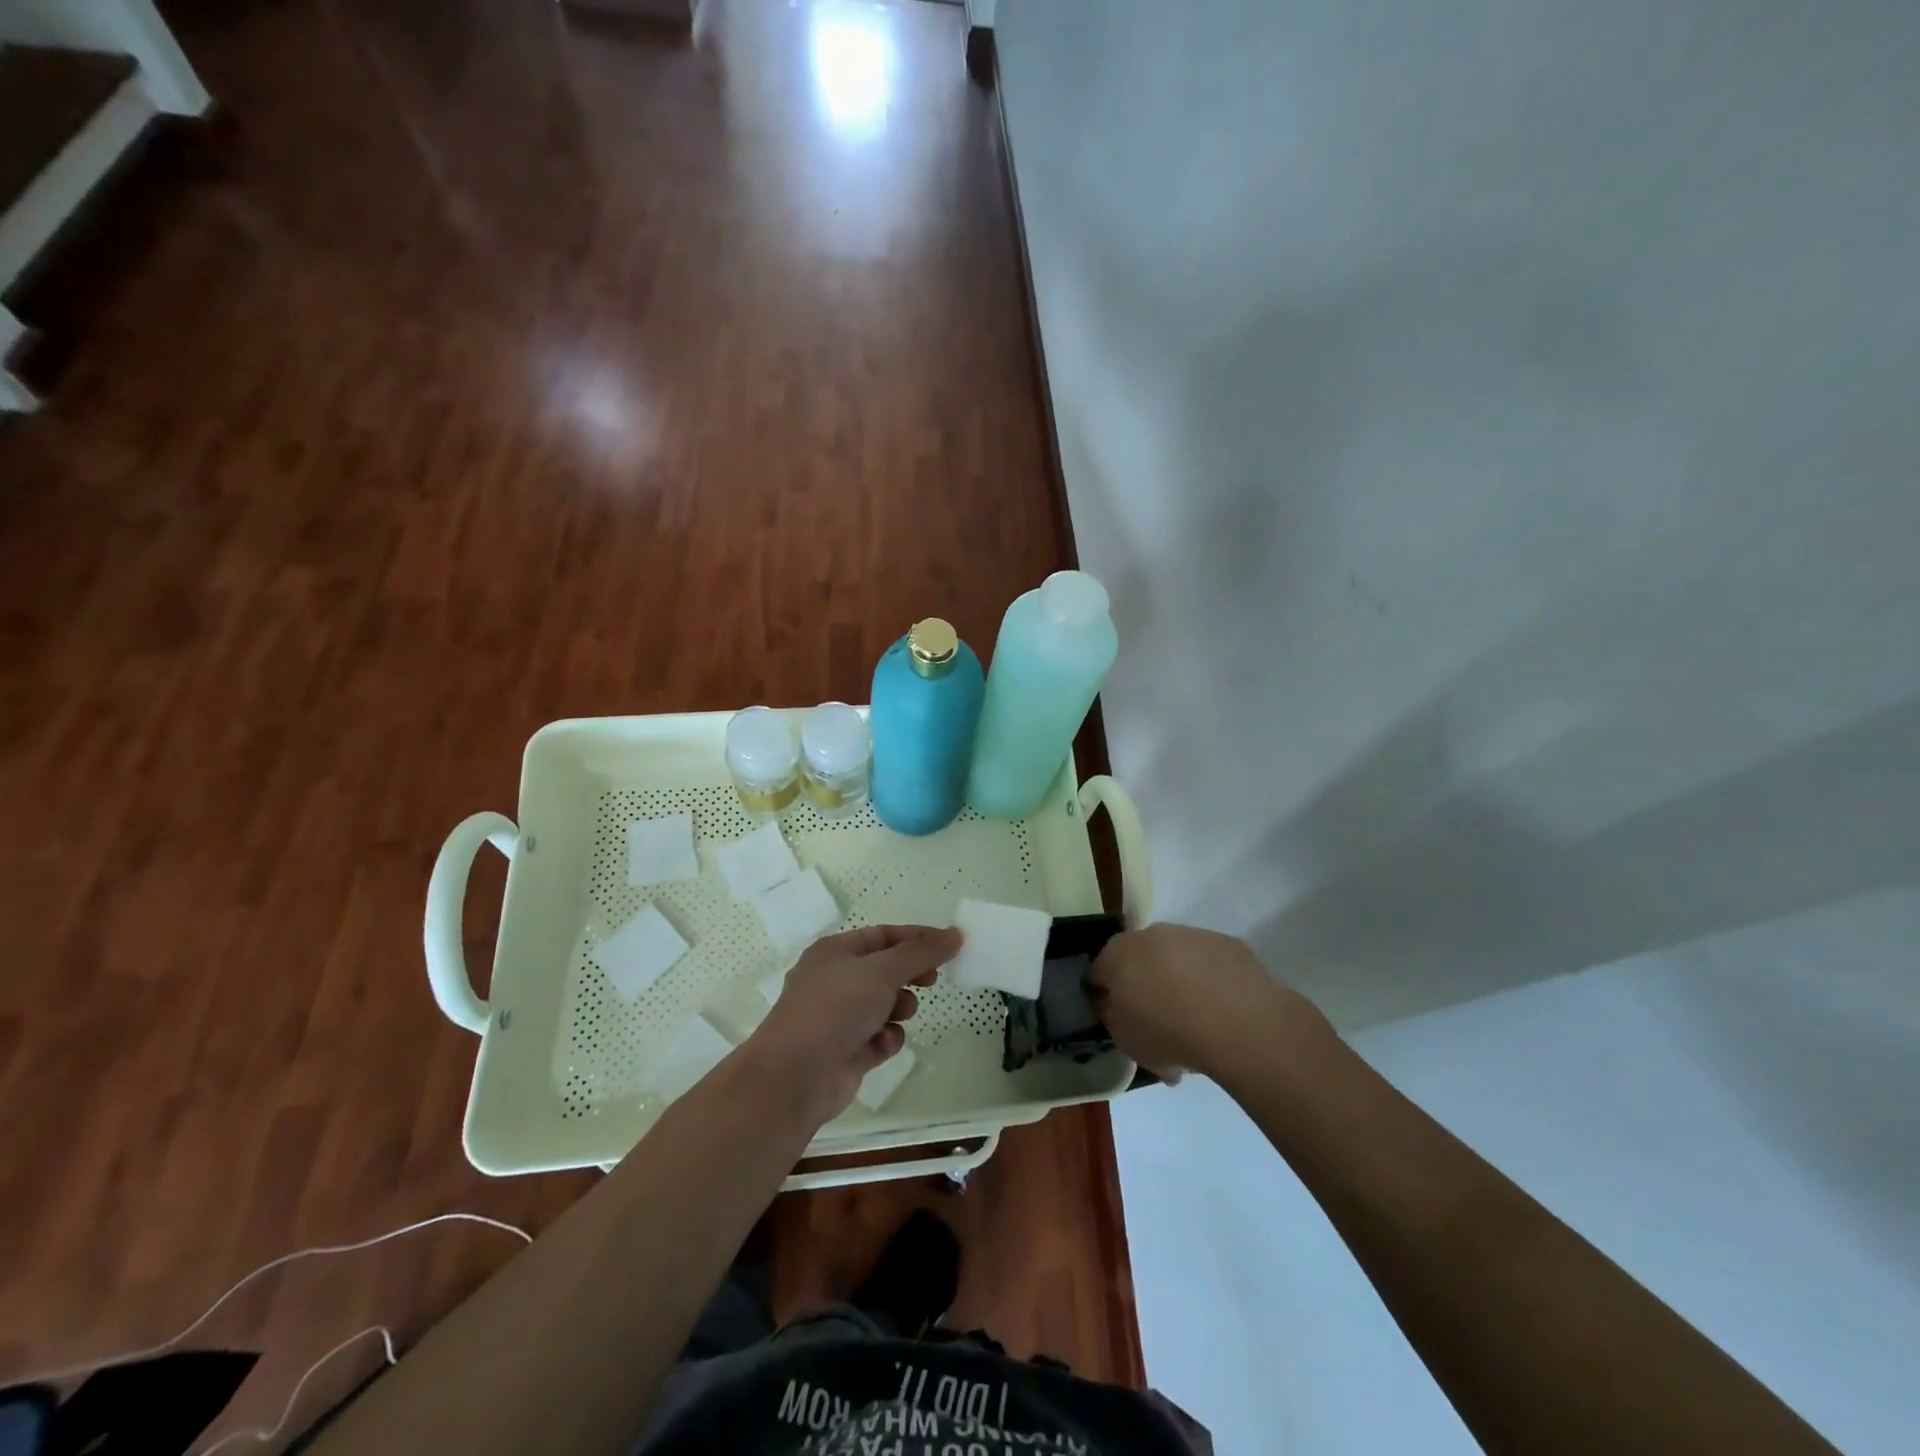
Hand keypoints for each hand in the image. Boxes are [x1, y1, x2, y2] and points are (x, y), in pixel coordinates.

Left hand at [741, 924, 960, 1128]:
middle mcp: (835, 980)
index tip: (952, 945)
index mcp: (835, 951)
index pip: (885, 935)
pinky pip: (879, 1036)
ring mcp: (839, 1017)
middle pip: (886, 969)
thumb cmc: (836, 1009)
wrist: (795, 1077)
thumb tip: (955, 935)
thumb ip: (922, 952)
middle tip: (931, 981)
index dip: (918, 938)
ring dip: (899, 1009)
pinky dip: (886, 1039)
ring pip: (886, 1004)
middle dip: (910, 976)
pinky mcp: (847, 1050)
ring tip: (897, 1015)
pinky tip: (882, 1045)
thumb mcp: (883, 971)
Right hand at [1088, 923, 1328, 1081]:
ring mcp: (1190, 934)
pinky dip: (1209, 980)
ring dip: (1178, 979)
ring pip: (1175, 957)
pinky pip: (1209, 963)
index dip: (1105, 995)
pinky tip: (1221, 1010)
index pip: (1098, 972)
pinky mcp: (1226, 942)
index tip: (1118, 1018)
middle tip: (1156, 1019)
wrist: (1240, 1022)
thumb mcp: (1126, 1039)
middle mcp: (1149, 934)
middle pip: (1138, 959)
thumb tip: (1113, 1004)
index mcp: (1117, 955)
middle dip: (1143, 983)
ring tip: (1195, 1019)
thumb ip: (1112, 1016)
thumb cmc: (1170, 1032)